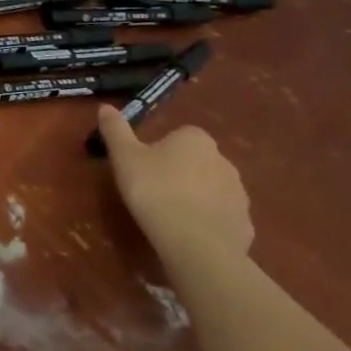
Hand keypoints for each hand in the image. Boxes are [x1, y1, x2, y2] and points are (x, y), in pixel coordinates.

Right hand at [96, 106, 252, 259]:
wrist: (196, 243)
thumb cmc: (155, 190)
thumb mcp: (124, 157)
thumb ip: (115, 130)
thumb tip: (106, 106)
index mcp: (196, 140)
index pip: (179, 135)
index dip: (160, 150)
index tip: (143, 167)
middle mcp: (224, 160)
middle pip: (197, 161)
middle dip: (179, 172)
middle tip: (153, 190)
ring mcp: (239, 194)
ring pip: (211, 189)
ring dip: (195, 197)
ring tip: (170, 215)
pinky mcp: (245, 224)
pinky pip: (222, 216)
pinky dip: (208, 222)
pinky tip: (189, 234)